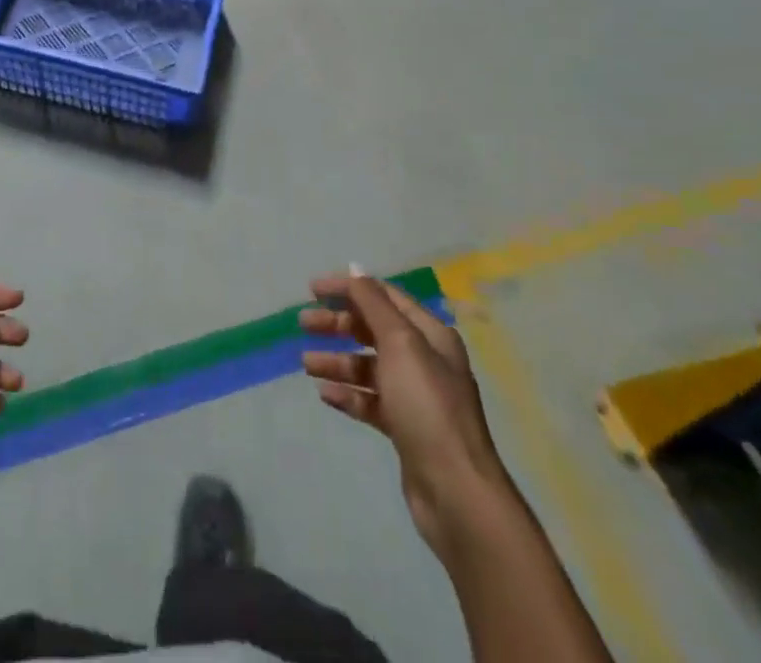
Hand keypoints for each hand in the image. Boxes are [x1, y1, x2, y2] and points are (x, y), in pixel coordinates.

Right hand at [300, 270, 509, 551]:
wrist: (456, 492)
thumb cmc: (427, 406)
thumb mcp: (400, 344)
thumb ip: (374, 303)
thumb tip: (355, 268)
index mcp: (429, 335)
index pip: (384, 296)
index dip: (349, 288)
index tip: (312, 289)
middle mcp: (425, 360)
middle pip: (373, 330)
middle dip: (338, 324)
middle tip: (303, 324)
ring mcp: (415, 396)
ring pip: (368, 366)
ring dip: (338, 361)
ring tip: (307, 364)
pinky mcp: (405, 429)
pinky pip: (370, 401)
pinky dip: (348, 394)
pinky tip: (326, 395)